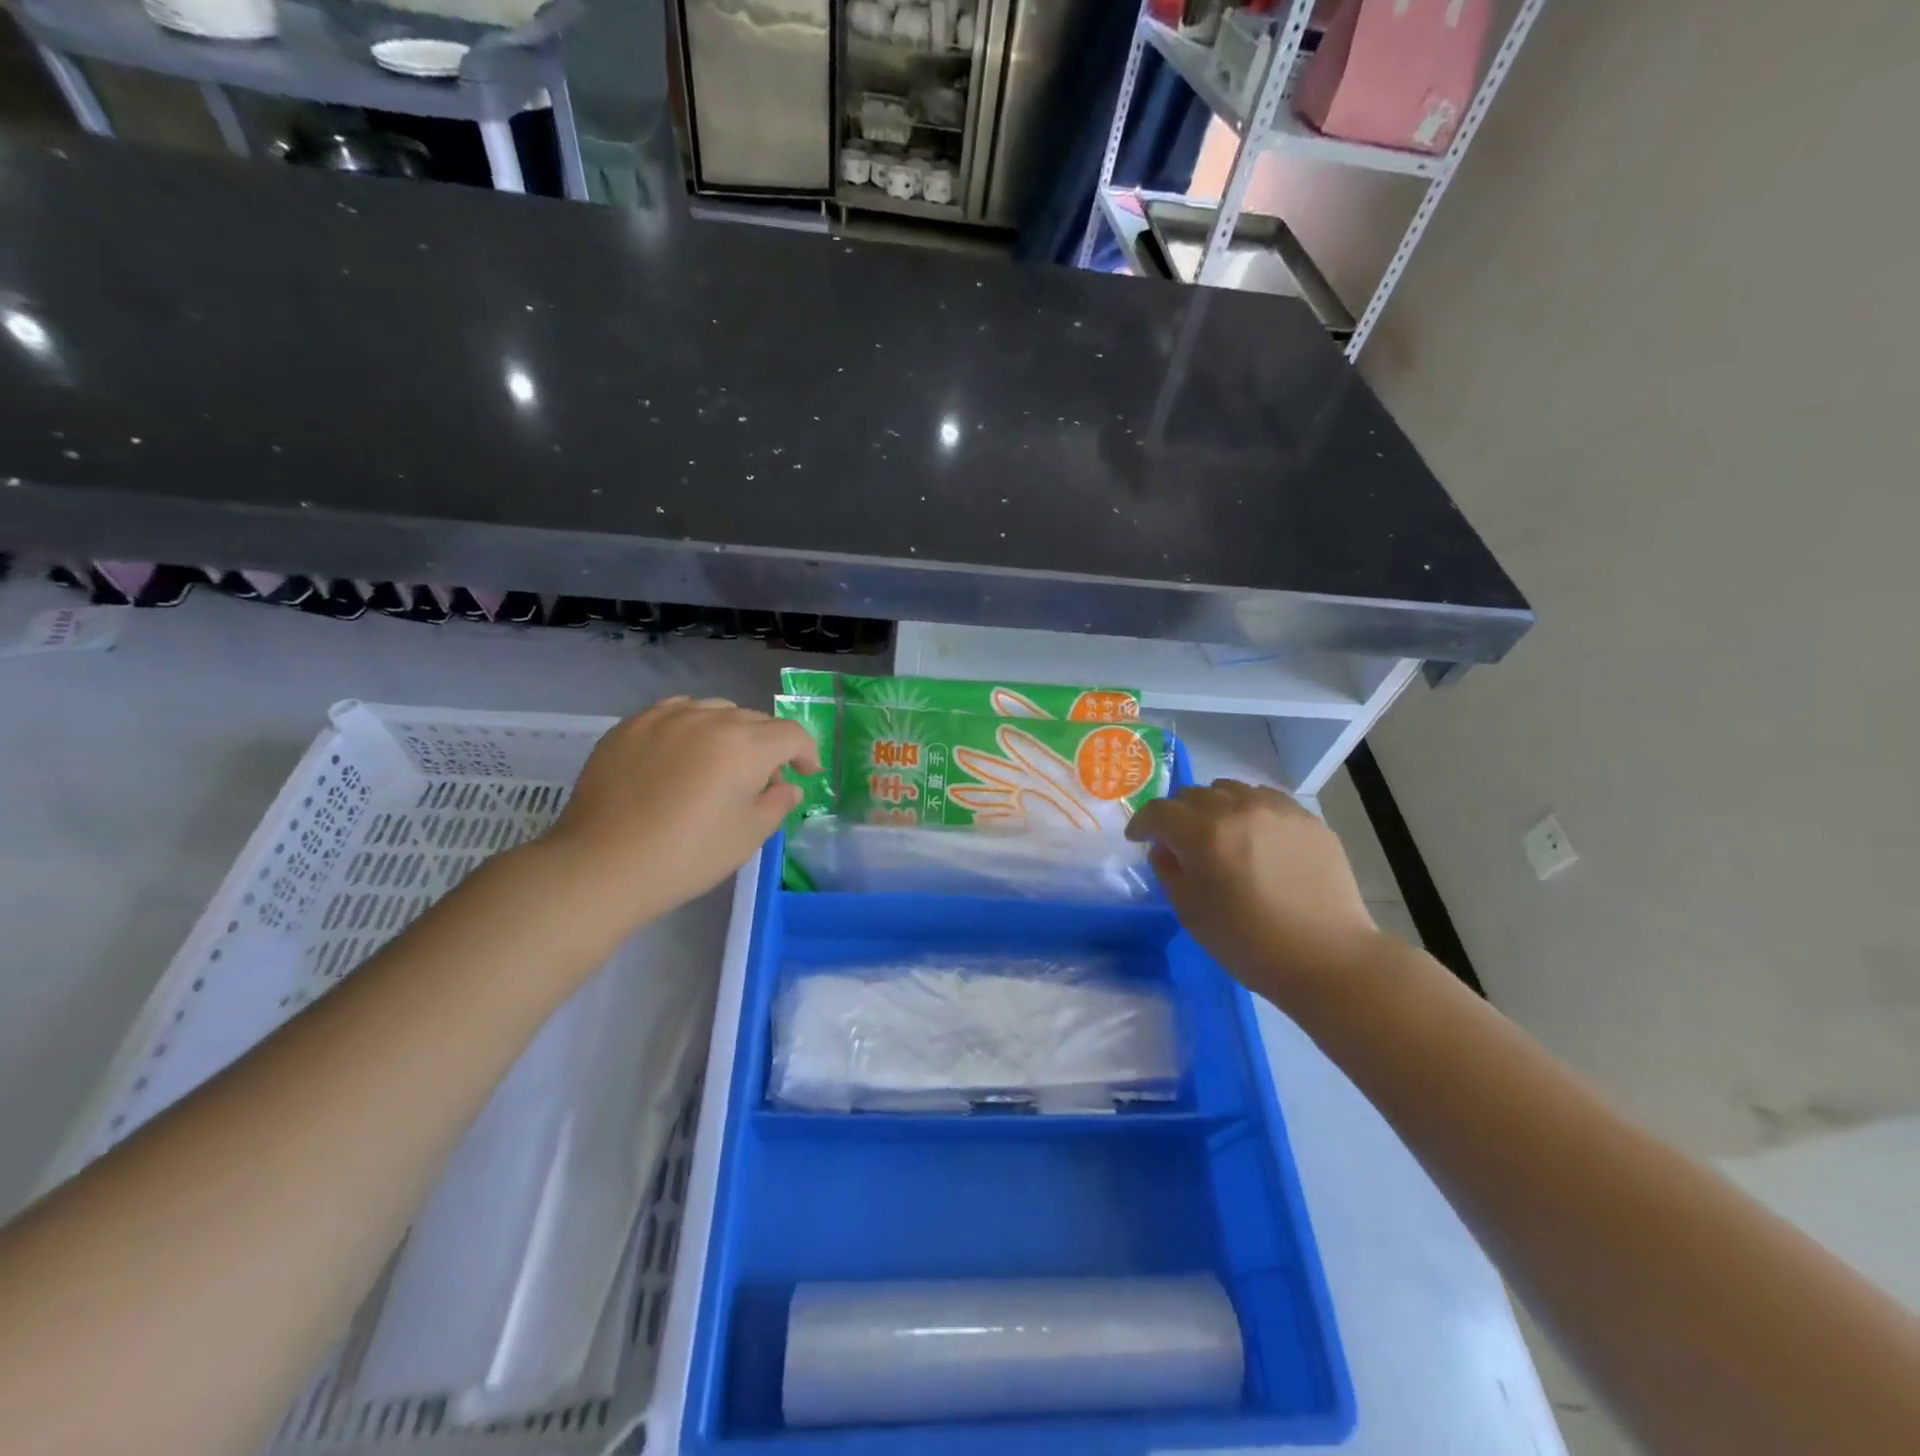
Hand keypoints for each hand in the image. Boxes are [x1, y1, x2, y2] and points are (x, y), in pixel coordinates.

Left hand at [542, 696, 820, 921]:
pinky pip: (674, 713)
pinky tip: (681, 754)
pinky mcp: (630, 726)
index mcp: (744, 745)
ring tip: (720, 763)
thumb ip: (777, 804)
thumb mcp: (747, 836)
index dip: (806, 752)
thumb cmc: (687, 856)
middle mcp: (708, 719)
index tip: (806, 775)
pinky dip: (691, 726)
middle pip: (754, 719)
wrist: (601, 865)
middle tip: (762, 781)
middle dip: (769, 745)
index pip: (791, 734)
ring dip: (730, 731)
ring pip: (714, 710)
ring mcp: (664, 717)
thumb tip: (787, 787)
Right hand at [1126, 780, 1383, 1003]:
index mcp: (1204, 834)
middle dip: (1177, 815)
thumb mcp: (1191, 913)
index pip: (1159, 811)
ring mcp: (1277, 809)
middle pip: (1193, 794)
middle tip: (1180, 841)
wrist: (1328, 958)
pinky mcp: (1307, 818)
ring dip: (1213, 808)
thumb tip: (1166, 848)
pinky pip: (1265, 799)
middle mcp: (1238, 809)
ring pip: (1230, 790)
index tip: (1138, 838)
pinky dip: (1248, 810)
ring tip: (1220, 835)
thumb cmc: (1249, 944)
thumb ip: (1169, 871)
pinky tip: (1255, 837)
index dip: (1142, 823)